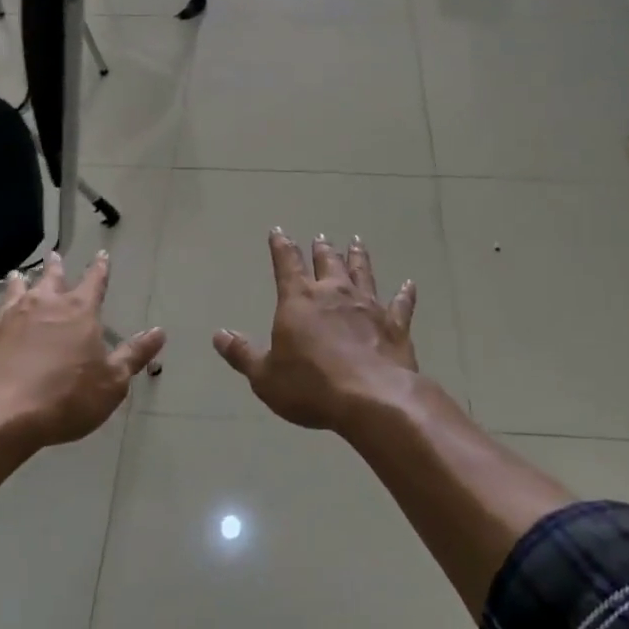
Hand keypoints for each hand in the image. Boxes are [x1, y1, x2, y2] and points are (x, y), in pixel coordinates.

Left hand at [0, 252, 164, 447]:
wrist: (1, 413)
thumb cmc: (66, 397)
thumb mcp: (112, 382)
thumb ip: (134, 355)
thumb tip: (159, 332)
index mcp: (79, 310)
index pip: (94, 281)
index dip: (100, 268)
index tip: (102, 255)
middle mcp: (44, 304)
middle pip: (51, 278)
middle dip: (55, 267)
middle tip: (54, 256)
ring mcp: (8, 317)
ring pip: (15, 290)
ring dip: (19, 281)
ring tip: (18, 274)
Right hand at [212, 229, 418, 430]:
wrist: (371, 398)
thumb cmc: (310, 386)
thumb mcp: (265, 376)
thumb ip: (242, 354)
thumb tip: (219, 335)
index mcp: (299, 300)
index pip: (286, 264)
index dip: (281, 246)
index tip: (278, 230)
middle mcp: (334, 294)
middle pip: (327, 263)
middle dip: (321, 249)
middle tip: (321, 238)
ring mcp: (368, 306)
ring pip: (362, 273)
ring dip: (358, 257)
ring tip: (357, 242)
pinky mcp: (394, 324)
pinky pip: (400, 304)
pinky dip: (404, 294)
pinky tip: (410, 284)